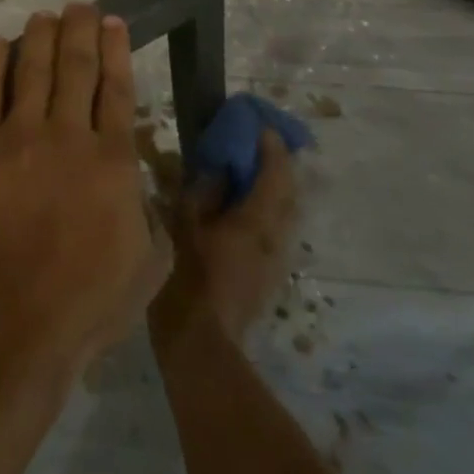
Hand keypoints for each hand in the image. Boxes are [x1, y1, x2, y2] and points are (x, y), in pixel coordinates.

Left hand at [0, 4, 171, 380]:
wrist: (14, 325)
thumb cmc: (88, 303)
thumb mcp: (150, 263)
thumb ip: (151, 213)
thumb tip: (140, 185)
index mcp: (113, 159)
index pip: (117, 87)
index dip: (116, 49)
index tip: (114, 22)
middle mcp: (69, 135)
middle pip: (76, 65)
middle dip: (80, 29)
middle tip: (79, 7)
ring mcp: (19, 138)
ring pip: (33, 69)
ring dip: (40, 36)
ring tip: (44, 16)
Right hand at [150, 130, 297, 351]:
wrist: (201, 348)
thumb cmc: (187, 281)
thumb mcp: (184, 228)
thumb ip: (203, 194)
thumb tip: (218, 171)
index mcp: (257, 220)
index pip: (276, 172)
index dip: (271, 145)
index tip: (259, 125)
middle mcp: (276, 236)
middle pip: (289, 191)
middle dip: (278, 164)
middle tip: (256, 145)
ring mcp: (276, 259)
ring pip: (285, 213)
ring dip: (273, 188)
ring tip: (248, 174)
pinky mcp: (269, 276)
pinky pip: (275, 230)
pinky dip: (265, 210)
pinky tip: (241, 212)